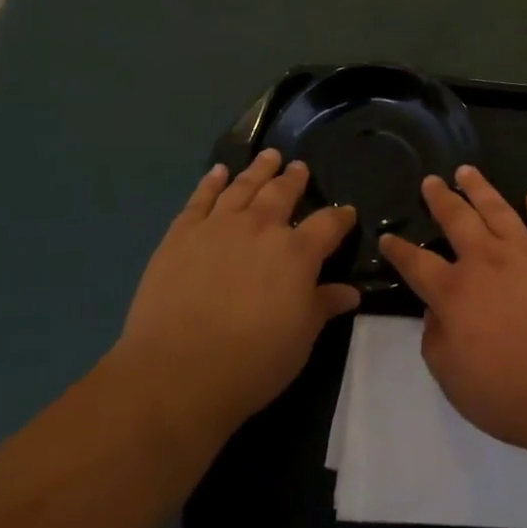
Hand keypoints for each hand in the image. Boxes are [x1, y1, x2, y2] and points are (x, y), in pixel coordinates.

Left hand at [114, 149, 360, 431]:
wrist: (176, 372)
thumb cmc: (251, 362)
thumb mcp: (300, 340)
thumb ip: (323, 307)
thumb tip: (350, 291)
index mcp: (297, 253)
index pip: (328, 224)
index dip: (341, 217)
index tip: (348, 213)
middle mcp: (261, 228)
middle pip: (283, 193)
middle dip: (294, 179)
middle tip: (299, 167)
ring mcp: (219, 226)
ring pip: (243, 186)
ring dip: (258, 170)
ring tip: (268, 156)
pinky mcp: (181, 234)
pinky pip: (200, 199)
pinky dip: (211, 182)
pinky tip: (218, 172)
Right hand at [379, 166, 526, 454]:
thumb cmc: (511, 393)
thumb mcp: (453, 379)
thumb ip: (436, 340)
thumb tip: (434, 312)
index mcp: (455, 292)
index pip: (417, 264)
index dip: (399, 251)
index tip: (387, 238)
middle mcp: (486, 261)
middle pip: (457, 219)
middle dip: (441, 198)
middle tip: (431, 180)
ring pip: (498, 209)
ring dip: (480, 189)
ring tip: (468, 171)